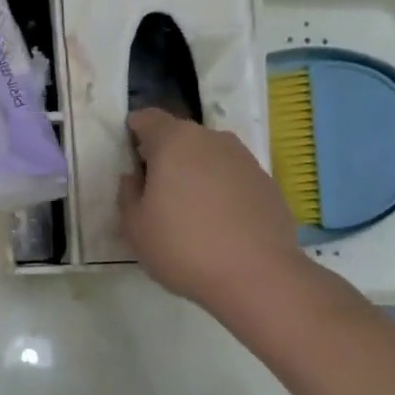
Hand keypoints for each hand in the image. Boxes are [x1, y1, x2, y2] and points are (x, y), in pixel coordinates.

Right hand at [119, 108, 307, 311]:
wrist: (258, 277)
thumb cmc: (183, 246)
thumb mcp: (134, 226)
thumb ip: (127, 193)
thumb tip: (135, 178)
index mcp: (174, 141)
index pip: (147, 118)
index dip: (134, 132)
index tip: (129, 158)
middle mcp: (212, 139)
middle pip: (180, 136)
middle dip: (164, 155)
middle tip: (154, 190)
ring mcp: (244, 160)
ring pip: (208, 156)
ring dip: (194, 172)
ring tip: (188, 210)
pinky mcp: (267, 183)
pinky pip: (232, 177)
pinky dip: (220, 190)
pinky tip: (218, 223)